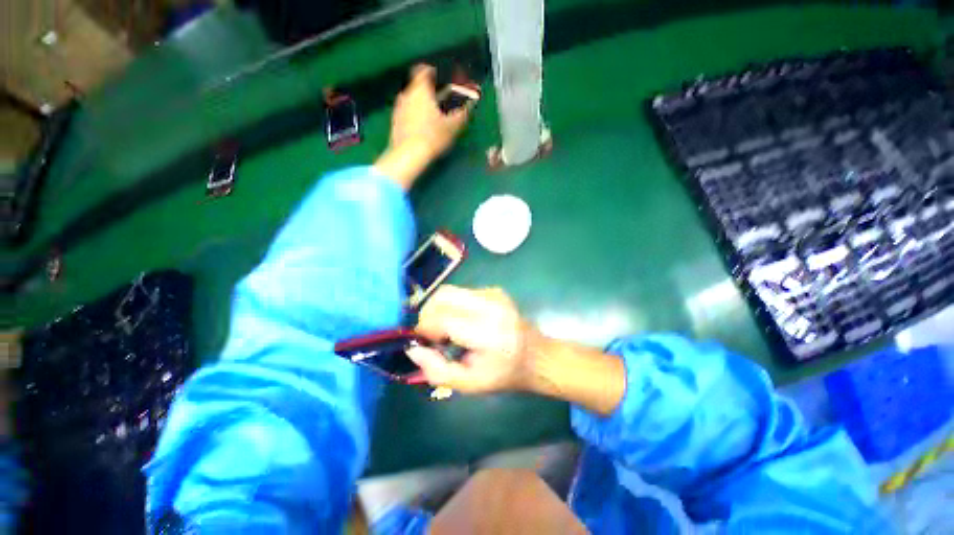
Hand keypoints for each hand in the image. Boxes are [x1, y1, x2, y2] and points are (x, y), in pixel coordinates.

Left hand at [374, 64, 473, 188]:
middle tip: (441, 103)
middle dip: (429, 92)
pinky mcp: (395, 122)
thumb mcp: (452, 126)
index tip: (440, 78)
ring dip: (421, 105)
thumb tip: (472, 104)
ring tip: (432, 118)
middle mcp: (407, 94)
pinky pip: (406, 113)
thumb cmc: (432, 137)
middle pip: (418, 87)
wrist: (409, 155)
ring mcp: (398, 108)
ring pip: (411, 100)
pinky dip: (414, 116)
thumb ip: (463, 113)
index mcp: (421, 90)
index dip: (432, 71)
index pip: (424, 70)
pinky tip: (421, 129)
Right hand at [408, 286, 533, 393]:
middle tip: (433, 335)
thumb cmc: (505, 374)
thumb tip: (413, 349)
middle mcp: (490, 305)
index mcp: (487, 331)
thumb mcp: (470, 384)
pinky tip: (462, 322)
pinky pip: (461, 292)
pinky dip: (452, 306)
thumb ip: (438, 371)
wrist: (537, 355)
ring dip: (440, 309)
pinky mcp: (493, 290)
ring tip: (448, 330)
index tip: (426, 343)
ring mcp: (493, 293)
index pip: (442, 317)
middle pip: (442, 296)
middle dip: (429, 314)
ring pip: (449, 291)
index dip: (426, 328)